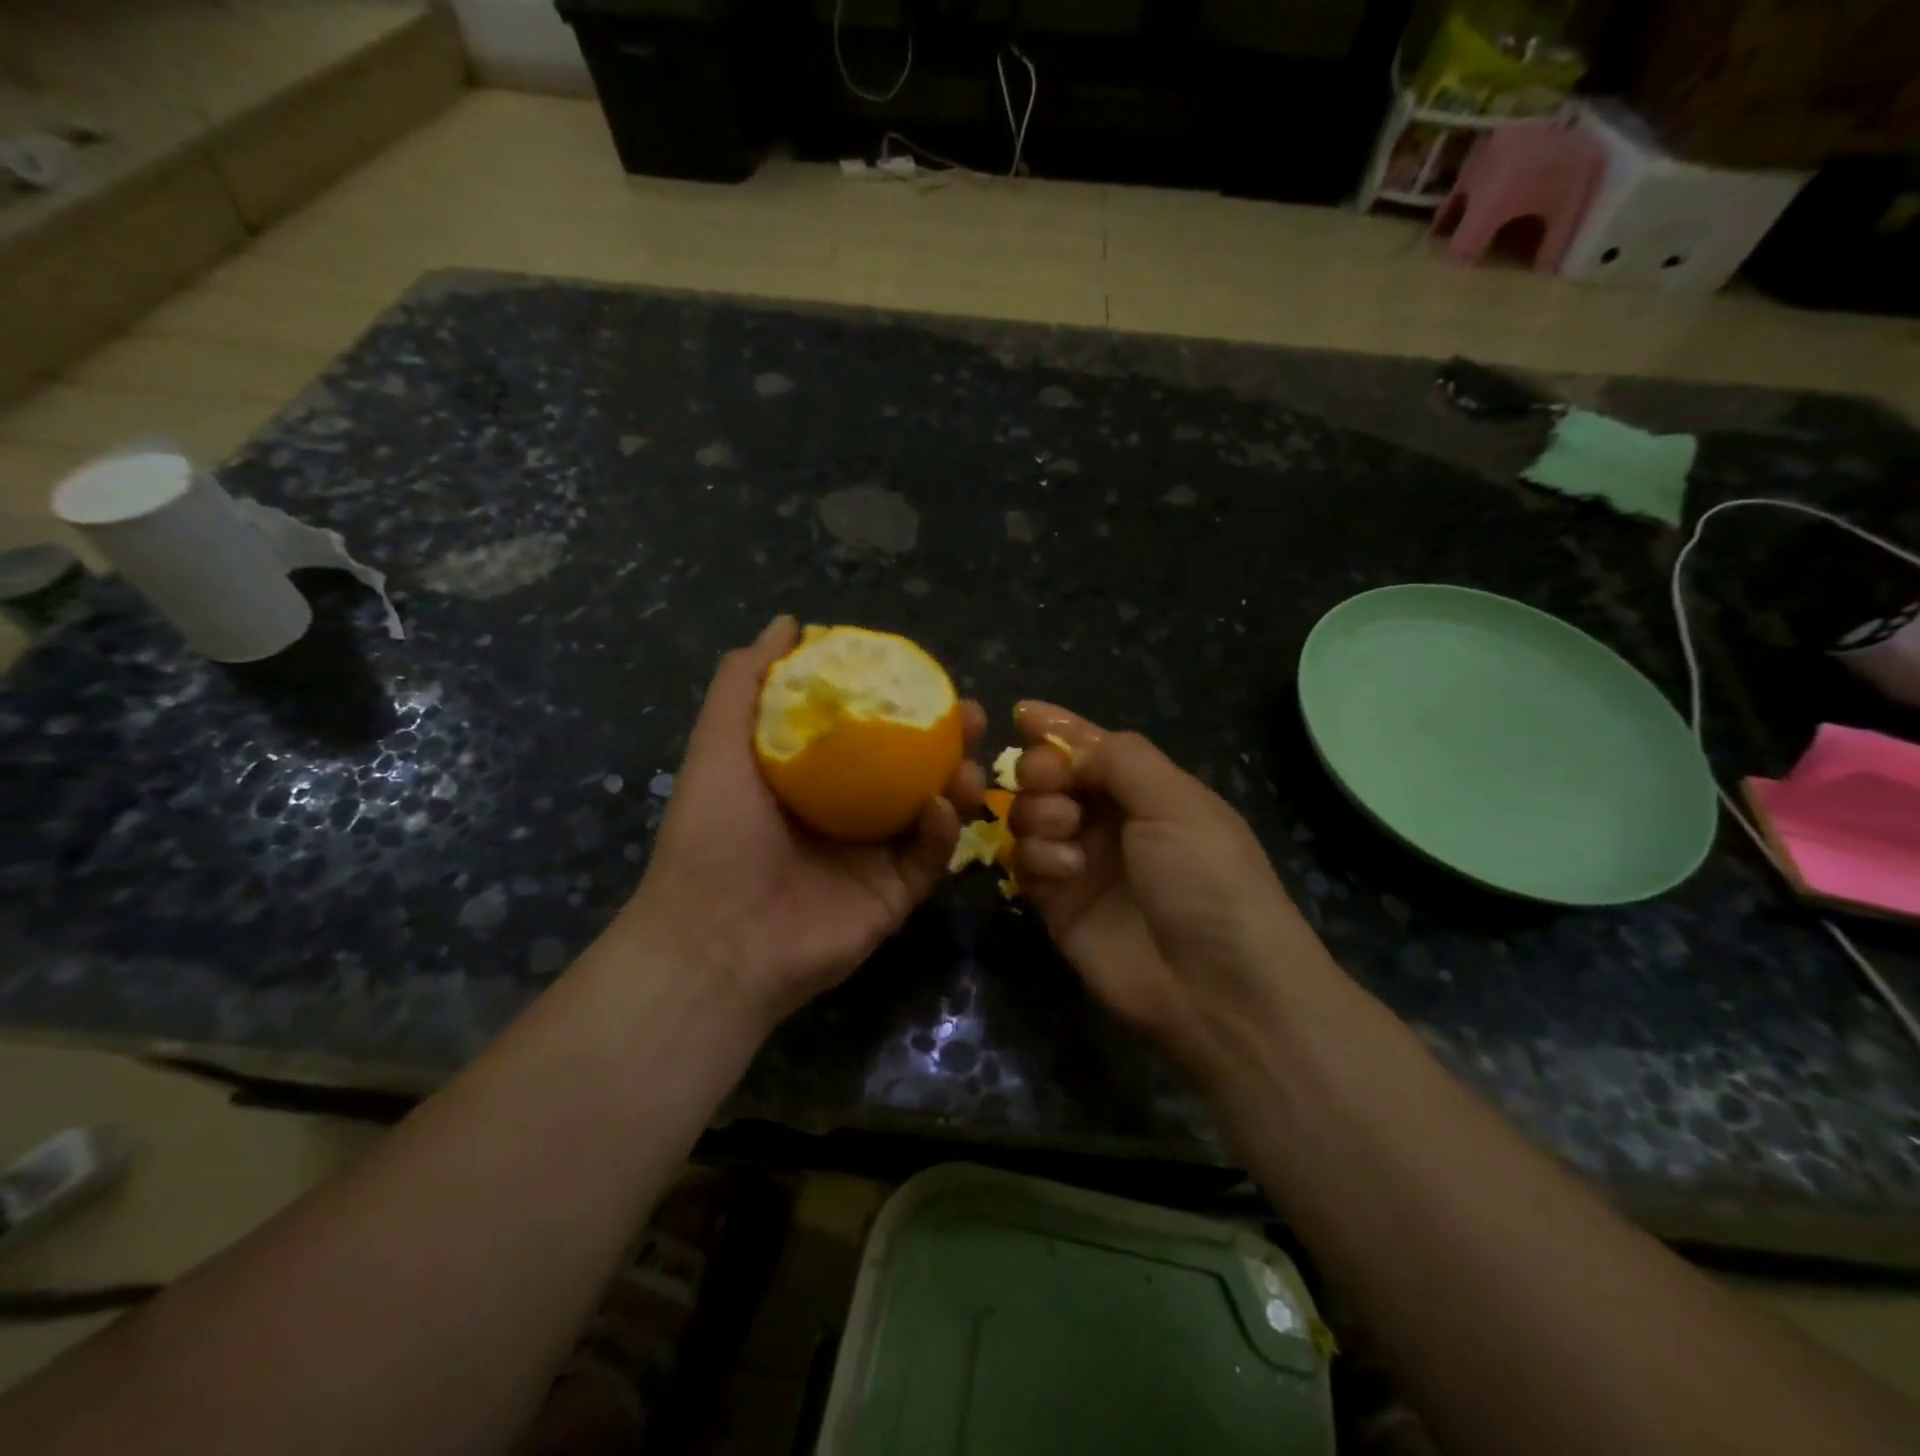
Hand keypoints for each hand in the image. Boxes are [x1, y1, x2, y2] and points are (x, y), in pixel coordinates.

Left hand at [624, 617, 985, 1025]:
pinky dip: (944, 831)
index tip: (928, 677)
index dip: (901, 702)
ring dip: (959, 782)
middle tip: (970, 716)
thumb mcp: (719, 746)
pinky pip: (931, 858)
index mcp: (813, 779)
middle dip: (947, 740)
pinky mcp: (895, 897)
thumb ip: (746, 682)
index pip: (869, 731)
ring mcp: (875, 857)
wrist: (716, 943)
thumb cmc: (714, 836)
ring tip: (970, 761)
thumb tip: (788, 622)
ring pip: (933, 811)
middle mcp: (849, 813)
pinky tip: (944, 807)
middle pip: (912, 768)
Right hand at [1008, 702, 1332, 1071]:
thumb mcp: (1176, 802)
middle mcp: (1110, 821)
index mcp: (1147, 790)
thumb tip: (1063, 742)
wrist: (1218, 989)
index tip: (1022, 714)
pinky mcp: (1057, 905)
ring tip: (1065, 831)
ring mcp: (1081, 863)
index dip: (1058, 729)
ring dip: (1038, 814)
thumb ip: (1118, 758)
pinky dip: (1036, 859)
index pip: (1092, 746)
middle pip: (1050, 777)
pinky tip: (1065, 873)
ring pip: (1029, 817)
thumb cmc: (1208, 879)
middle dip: (1041, 771)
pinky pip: (1024, 864)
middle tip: (1050, 782)